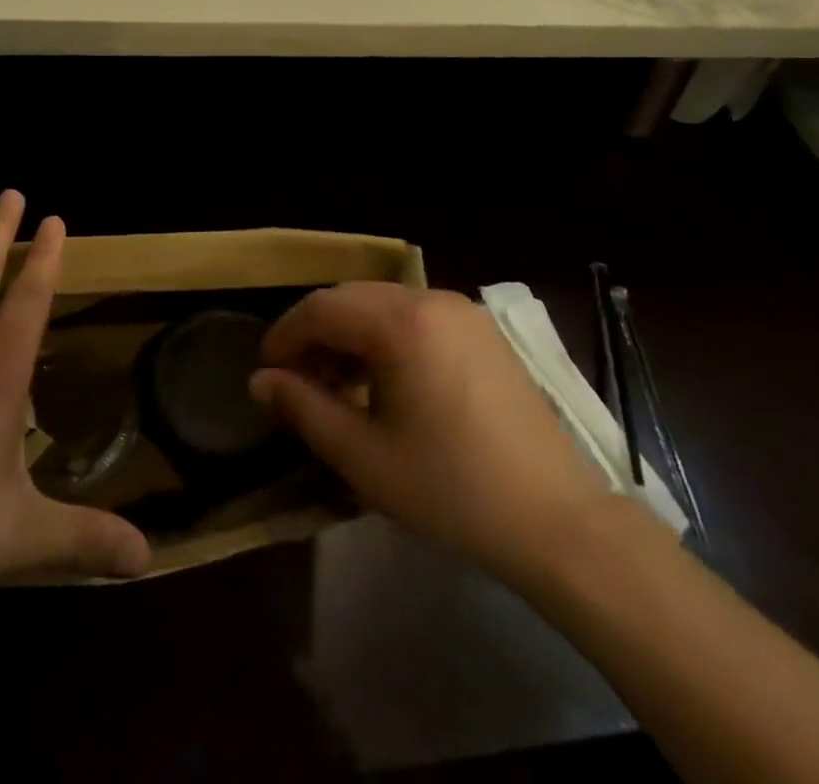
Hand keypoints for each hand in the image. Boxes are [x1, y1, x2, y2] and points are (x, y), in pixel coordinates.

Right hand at [250, 283, 613, 588]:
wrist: (556, 519)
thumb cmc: (451, 489)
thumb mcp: (364, 456)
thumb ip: (305, 408)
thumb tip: (262, 380)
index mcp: (402, 321)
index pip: (322, 307)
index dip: (285, 335)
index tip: (266, 374)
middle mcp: (432, 299)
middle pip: (354, 299)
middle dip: (317, 335)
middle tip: (297, 383)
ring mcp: (464, 312)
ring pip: (386, 306)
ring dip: (352, 337)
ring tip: (336, 387)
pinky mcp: (484, 333)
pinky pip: (419, 319)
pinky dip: (388, 340)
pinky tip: (383, 385)